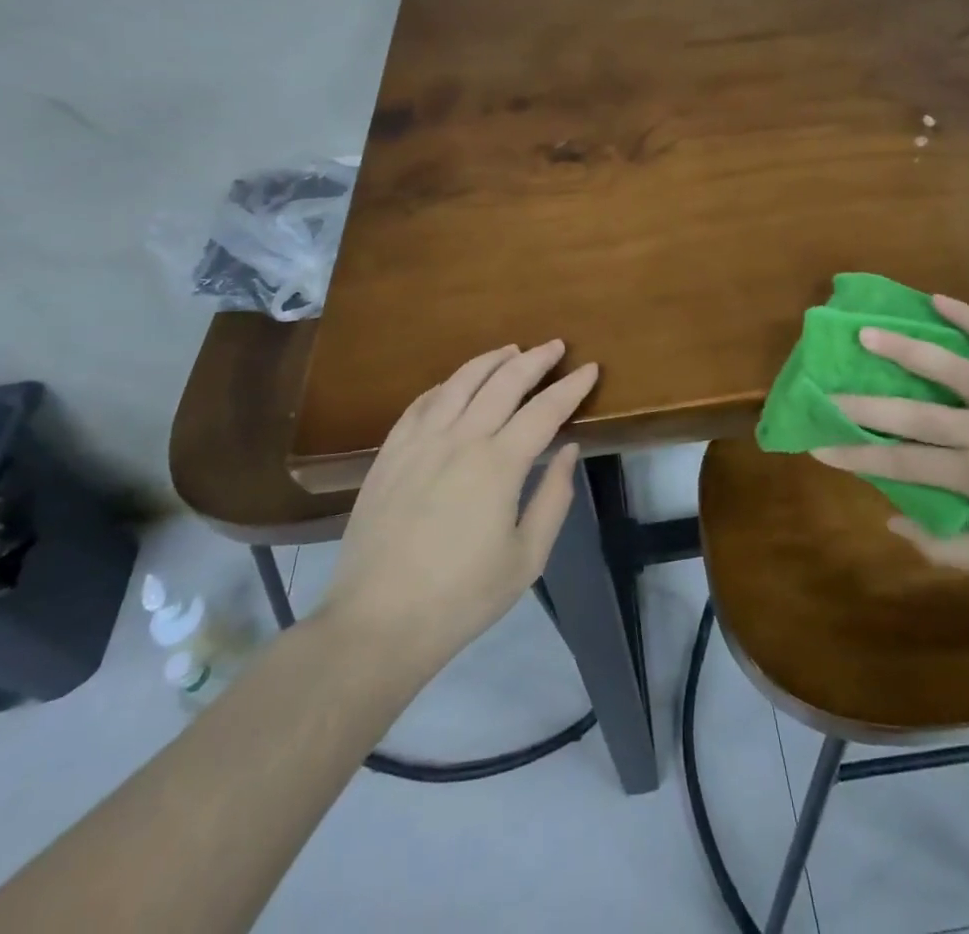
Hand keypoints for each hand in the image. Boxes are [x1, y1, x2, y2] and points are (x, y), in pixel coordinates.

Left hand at [319, 341, 596, 671]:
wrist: (378, 621)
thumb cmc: (462, 596)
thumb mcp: (526, 558)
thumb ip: (553, 498)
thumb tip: (569, 451)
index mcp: (499, 464)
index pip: (545, 410)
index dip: (571, 387)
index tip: (590, 369)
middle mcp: (460, 439)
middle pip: (504, 382)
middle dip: (535, 359)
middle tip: (556, 346)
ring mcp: (420, 442)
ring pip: (460, 382)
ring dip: (490, 360)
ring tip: (511, 349)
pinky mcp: (390, 454)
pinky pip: (421, 403)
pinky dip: (446, 384)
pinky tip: (455, 383)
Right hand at [811, 297, 968, 574]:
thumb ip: (947, 548)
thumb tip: (891, 521)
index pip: (900, 461)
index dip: (856, 453)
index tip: (819, 445)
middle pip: (912, 412)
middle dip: (863, 402)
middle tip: (826, 388)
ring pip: (949, 367)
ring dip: (903, 347)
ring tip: (866, 330)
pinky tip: (938, 299)